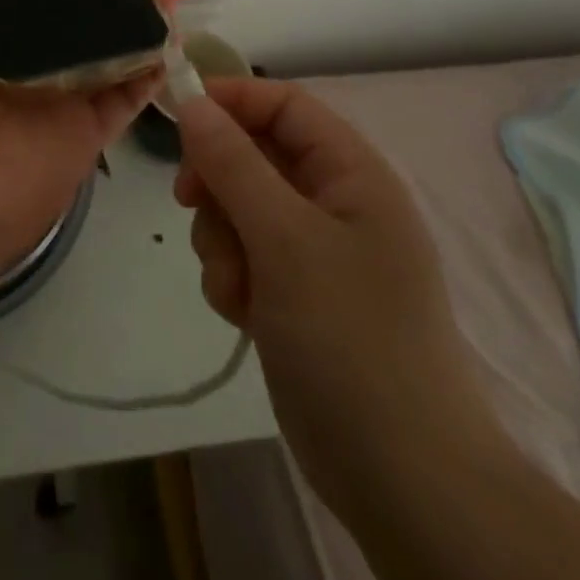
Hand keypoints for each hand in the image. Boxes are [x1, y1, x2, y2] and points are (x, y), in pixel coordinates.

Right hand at [173, 78, 506, 517]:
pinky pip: (244, 255)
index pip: (284, 104)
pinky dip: (232, 275)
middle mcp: (335, 203)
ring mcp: (316, 252)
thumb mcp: (284, 239)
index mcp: (352, 174)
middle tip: (191, 202)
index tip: (177, 115)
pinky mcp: (296, 294)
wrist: (402, 479)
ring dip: (221, 238)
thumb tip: (193, 103)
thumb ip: (233, 163)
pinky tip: (242, 312)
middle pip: (254, 154)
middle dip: (218, 181)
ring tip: (235, 283)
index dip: (231, 99)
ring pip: (240, 207)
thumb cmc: (350, 337)